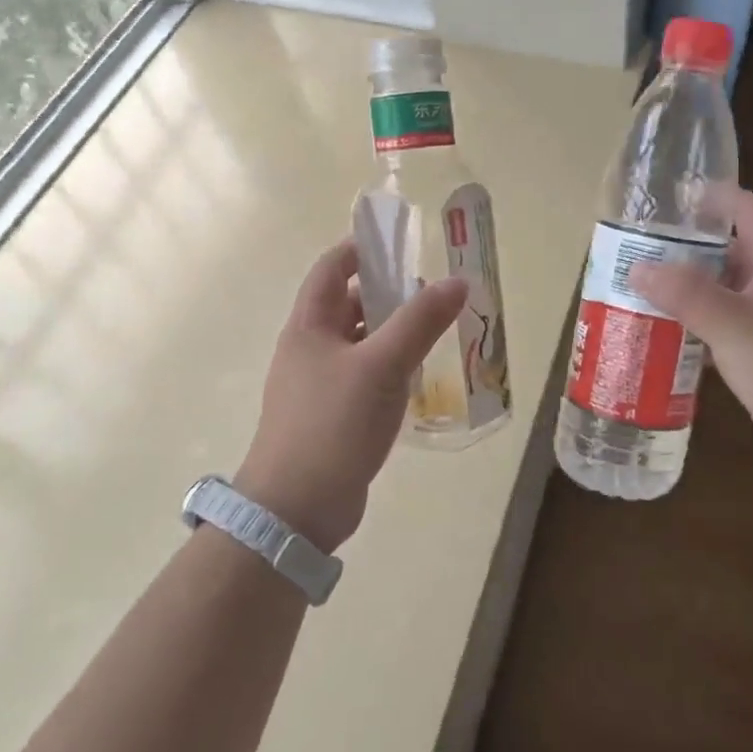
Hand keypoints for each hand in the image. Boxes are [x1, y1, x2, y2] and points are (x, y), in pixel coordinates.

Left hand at [236, 240, 467, 552]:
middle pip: (347, 304)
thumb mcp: (382, 365)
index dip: (361, 248)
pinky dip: (389, 366)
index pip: (332, 268)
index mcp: (309, 325)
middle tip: (432, 290)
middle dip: (387, 292)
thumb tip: (457, 281)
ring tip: (434, 329)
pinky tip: (417, 375)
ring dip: (391, 331)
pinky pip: (363, 376)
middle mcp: (309, 348)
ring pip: (359, 342)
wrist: (295, 509)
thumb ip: (420, 321)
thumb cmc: (332, 424)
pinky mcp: (331, 415)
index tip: (401, 242)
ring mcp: (318, 384)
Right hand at [630, 188, 752, 486]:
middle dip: (683, 247)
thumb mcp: (737, 326)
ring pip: (718, 290)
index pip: (746, 210)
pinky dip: (689, 323)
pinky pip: (717, 326)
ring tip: (635, 285)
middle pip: (725, 250)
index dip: (711, 197)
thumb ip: (687, 294)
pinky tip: (656, 330)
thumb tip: (637, 267)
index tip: (666, 199)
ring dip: (682, 288)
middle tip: (635, 248)